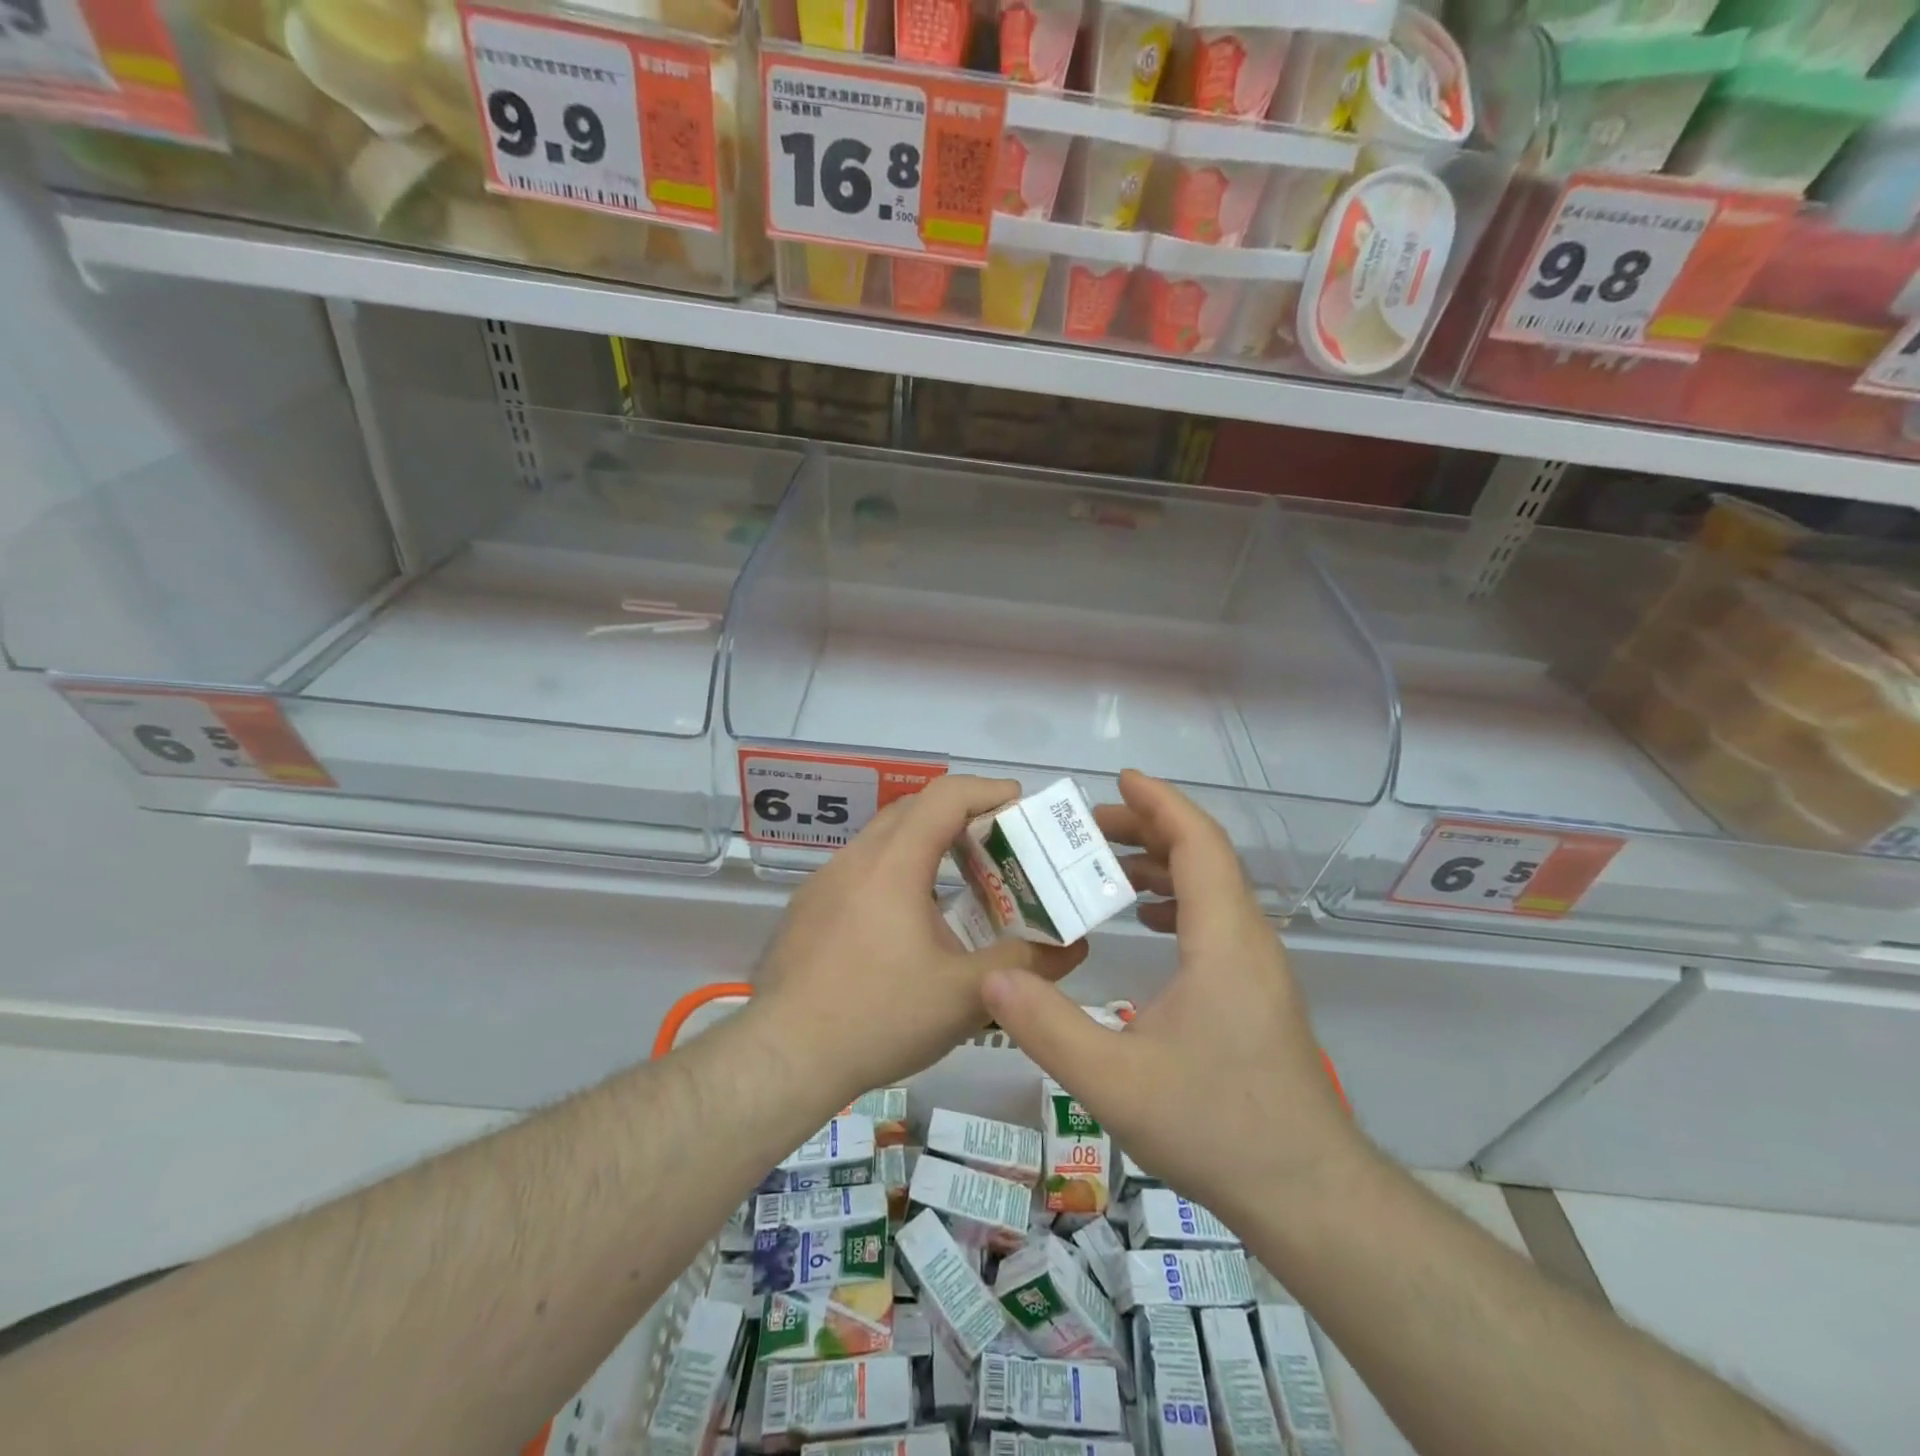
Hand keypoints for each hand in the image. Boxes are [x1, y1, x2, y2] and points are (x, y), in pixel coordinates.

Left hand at [751, 775, 1086, 1107]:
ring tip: (960, 885)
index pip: (945, 796)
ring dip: (925, 846)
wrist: (784, 1058)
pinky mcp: (808, 908)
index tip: (1021, 805)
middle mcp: (855, 859)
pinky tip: (908, 924)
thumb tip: (1075, 946)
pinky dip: (895, 874)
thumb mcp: (965, 995)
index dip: (988, 790)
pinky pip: (860, 871)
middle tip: (998, 846)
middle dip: (961, 816)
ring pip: (883, 840)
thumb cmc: (879, 1016)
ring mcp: (824, 882)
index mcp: (893, 864)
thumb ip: (1025, 965)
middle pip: (914, 809)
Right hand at [981, 770, 1360, 1226]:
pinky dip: (1178, 901)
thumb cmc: (1215, 1127)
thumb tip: (991, 980)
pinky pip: (1216, 919)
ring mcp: (1258, 966)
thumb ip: (1047, 1028)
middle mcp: (1248, 938)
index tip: (1120, 778)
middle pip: (1204, 856)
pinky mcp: (1256, 991)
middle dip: (1148, 829)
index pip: (1198, 843)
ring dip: (1163, 865)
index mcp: (1223, 939)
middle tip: (1088, 828)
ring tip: (1107, 869)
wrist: (1307, 1194)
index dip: (1160, 803)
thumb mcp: (1113, 1082)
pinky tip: (1147, 923)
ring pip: (1213, 888)